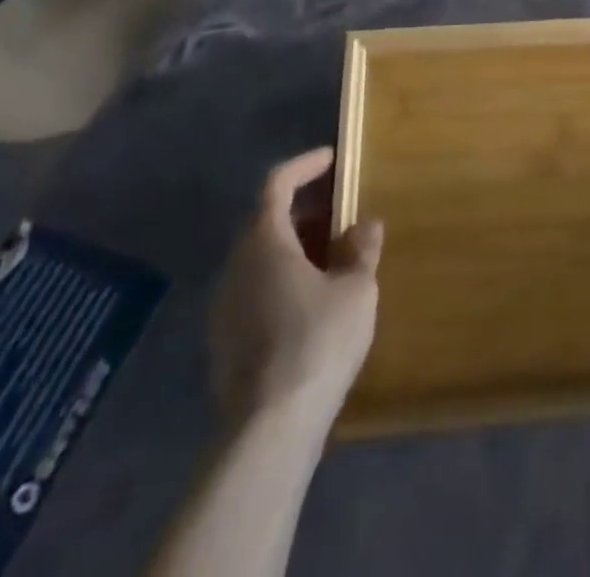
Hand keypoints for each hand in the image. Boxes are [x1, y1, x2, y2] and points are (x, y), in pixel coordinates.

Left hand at [209, 147, 382, 426]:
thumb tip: (365, 224)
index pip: (277, 184)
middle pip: (266, 220)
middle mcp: (236, 266)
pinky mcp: (224, 343)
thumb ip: (361, 250)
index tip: (332, 159)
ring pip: (260, 259)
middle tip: (339, 211)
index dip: (304, 166)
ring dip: (294, 246)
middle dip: (303, 209)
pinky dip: (282, 279)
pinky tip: (311, 301)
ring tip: (331, 255)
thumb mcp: (356, 289)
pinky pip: (255, 291)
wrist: (269, 429)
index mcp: (265, 242)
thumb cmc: (317, 342)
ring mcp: (224, 307)